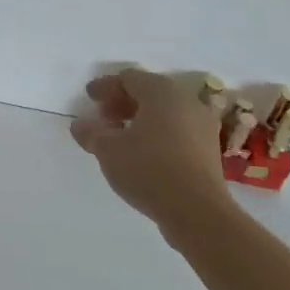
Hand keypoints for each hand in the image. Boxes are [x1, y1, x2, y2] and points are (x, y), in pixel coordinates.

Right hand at [71, 68, 234, 235]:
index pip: (129, 78)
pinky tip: (141, 152)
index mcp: (162, 92)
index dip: (105, 86)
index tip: (89, 98)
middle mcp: (186, 102)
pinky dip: (157, 133)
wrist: (197, 211)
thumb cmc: (148, 169)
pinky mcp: (209, 150)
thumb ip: (91, 132)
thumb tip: (81, 125)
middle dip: (123, 102)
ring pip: (165, 112)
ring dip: (140, 118)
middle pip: (149, 92)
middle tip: (103, 117)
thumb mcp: (107, 149)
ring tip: (120, 136)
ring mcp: (202, 126)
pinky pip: (177, 129)